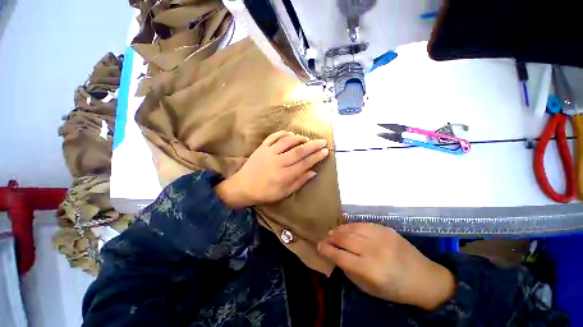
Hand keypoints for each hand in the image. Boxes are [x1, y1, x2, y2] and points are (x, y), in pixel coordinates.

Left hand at [216, 131, 329, 208]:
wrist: (242, 187)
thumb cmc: (265, 193)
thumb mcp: (284, 193)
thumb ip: (299, 181)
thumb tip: (313, 172)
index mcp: (284, 175)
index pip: (304, 163)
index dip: (316, 157)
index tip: (325, 151)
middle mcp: (278, 162)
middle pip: (299, 151)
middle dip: (313, 145)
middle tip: (323, 141)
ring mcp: (269, 153)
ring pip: (287, 141)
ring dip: (299, 138)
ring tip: (306, 139)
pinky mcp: (262, 148)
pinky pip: (273, 137)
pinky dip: (283, 133)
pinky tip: (290, 134)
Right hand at [318, 223, 455, 310]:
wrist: (424, 278)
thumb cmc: (394, 289)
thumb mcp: (369, 288)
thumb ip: (350, 271)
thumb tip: (335, 255)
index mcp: (370, 270)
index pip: (340, 256)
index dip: (326, 250)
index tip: (318, 246)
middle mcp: (374, 250)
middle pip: (344, 239)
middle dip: (330, 238)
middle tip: (324, 238)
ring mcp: (381, 237)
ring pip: (352, 228)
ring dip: (339, 230)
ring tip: (332, 232)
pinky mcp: (386, 229)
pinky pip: (362, 224)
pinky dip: (351, 226)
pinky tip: (346, 228)